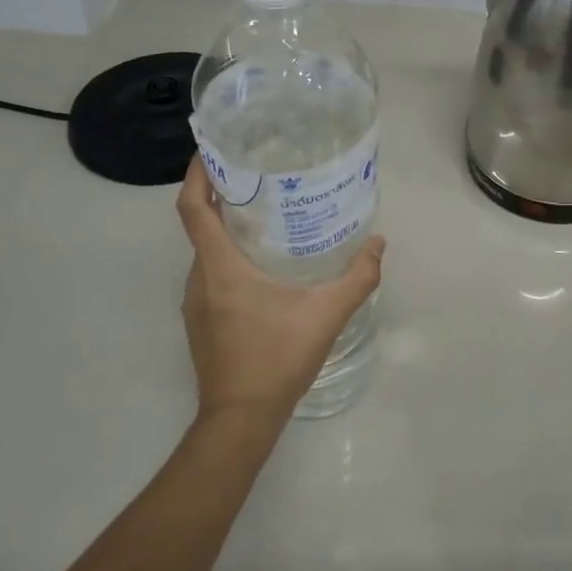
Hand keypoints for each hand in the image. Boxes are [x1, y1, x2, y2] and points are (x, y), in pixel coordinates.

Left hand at [176, 162, 384, 424]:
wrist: (240, 420)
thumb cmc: (277, 359)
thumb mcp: (326, 315)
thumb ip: (358, 278)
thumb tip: (378, 244)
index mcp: (220, 268)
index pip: (193, 209)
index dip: (198, 174)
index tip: (212, 149)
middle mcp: (200, 279)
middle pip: (199, 225)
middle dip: (222, 196)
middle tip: (260, 176)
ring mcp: (196, 303)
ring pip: (206, 252)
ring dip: (227, 228)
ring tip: (267, 214)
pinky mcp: (202, 321)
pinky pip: (211, 274)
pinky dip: (228, 256)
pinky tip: (264, 264)